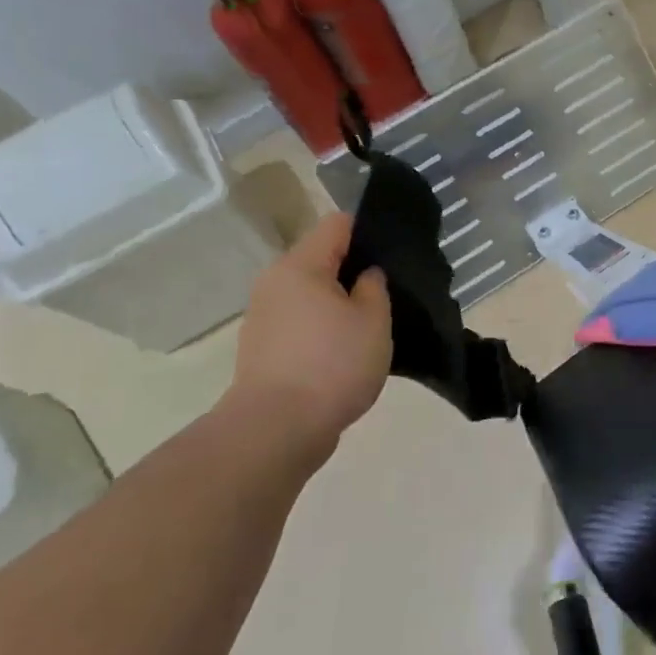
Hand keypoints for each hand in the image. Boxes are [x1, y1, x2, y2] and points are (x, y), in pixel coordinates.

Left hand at [222, 214, 391, 464]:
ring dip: (338, 303)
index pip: (338, 224)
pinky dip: (322, 329)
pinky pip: (300, 322)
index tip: (393, 254)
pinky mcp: (262, 349)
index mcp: (300, 265)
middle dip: (354, 271)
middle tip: (388, 293)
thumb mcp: (373, 321)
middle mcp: (274, 282)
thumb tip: (365, 275)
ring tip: (369, 326)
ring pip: (310, 293)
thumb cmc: (332, 365)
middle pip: (321, 258)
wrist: (276, 430)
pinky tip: (345, 353)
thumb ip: (375, 287)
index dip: (369, 231)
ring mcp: (263, 317)